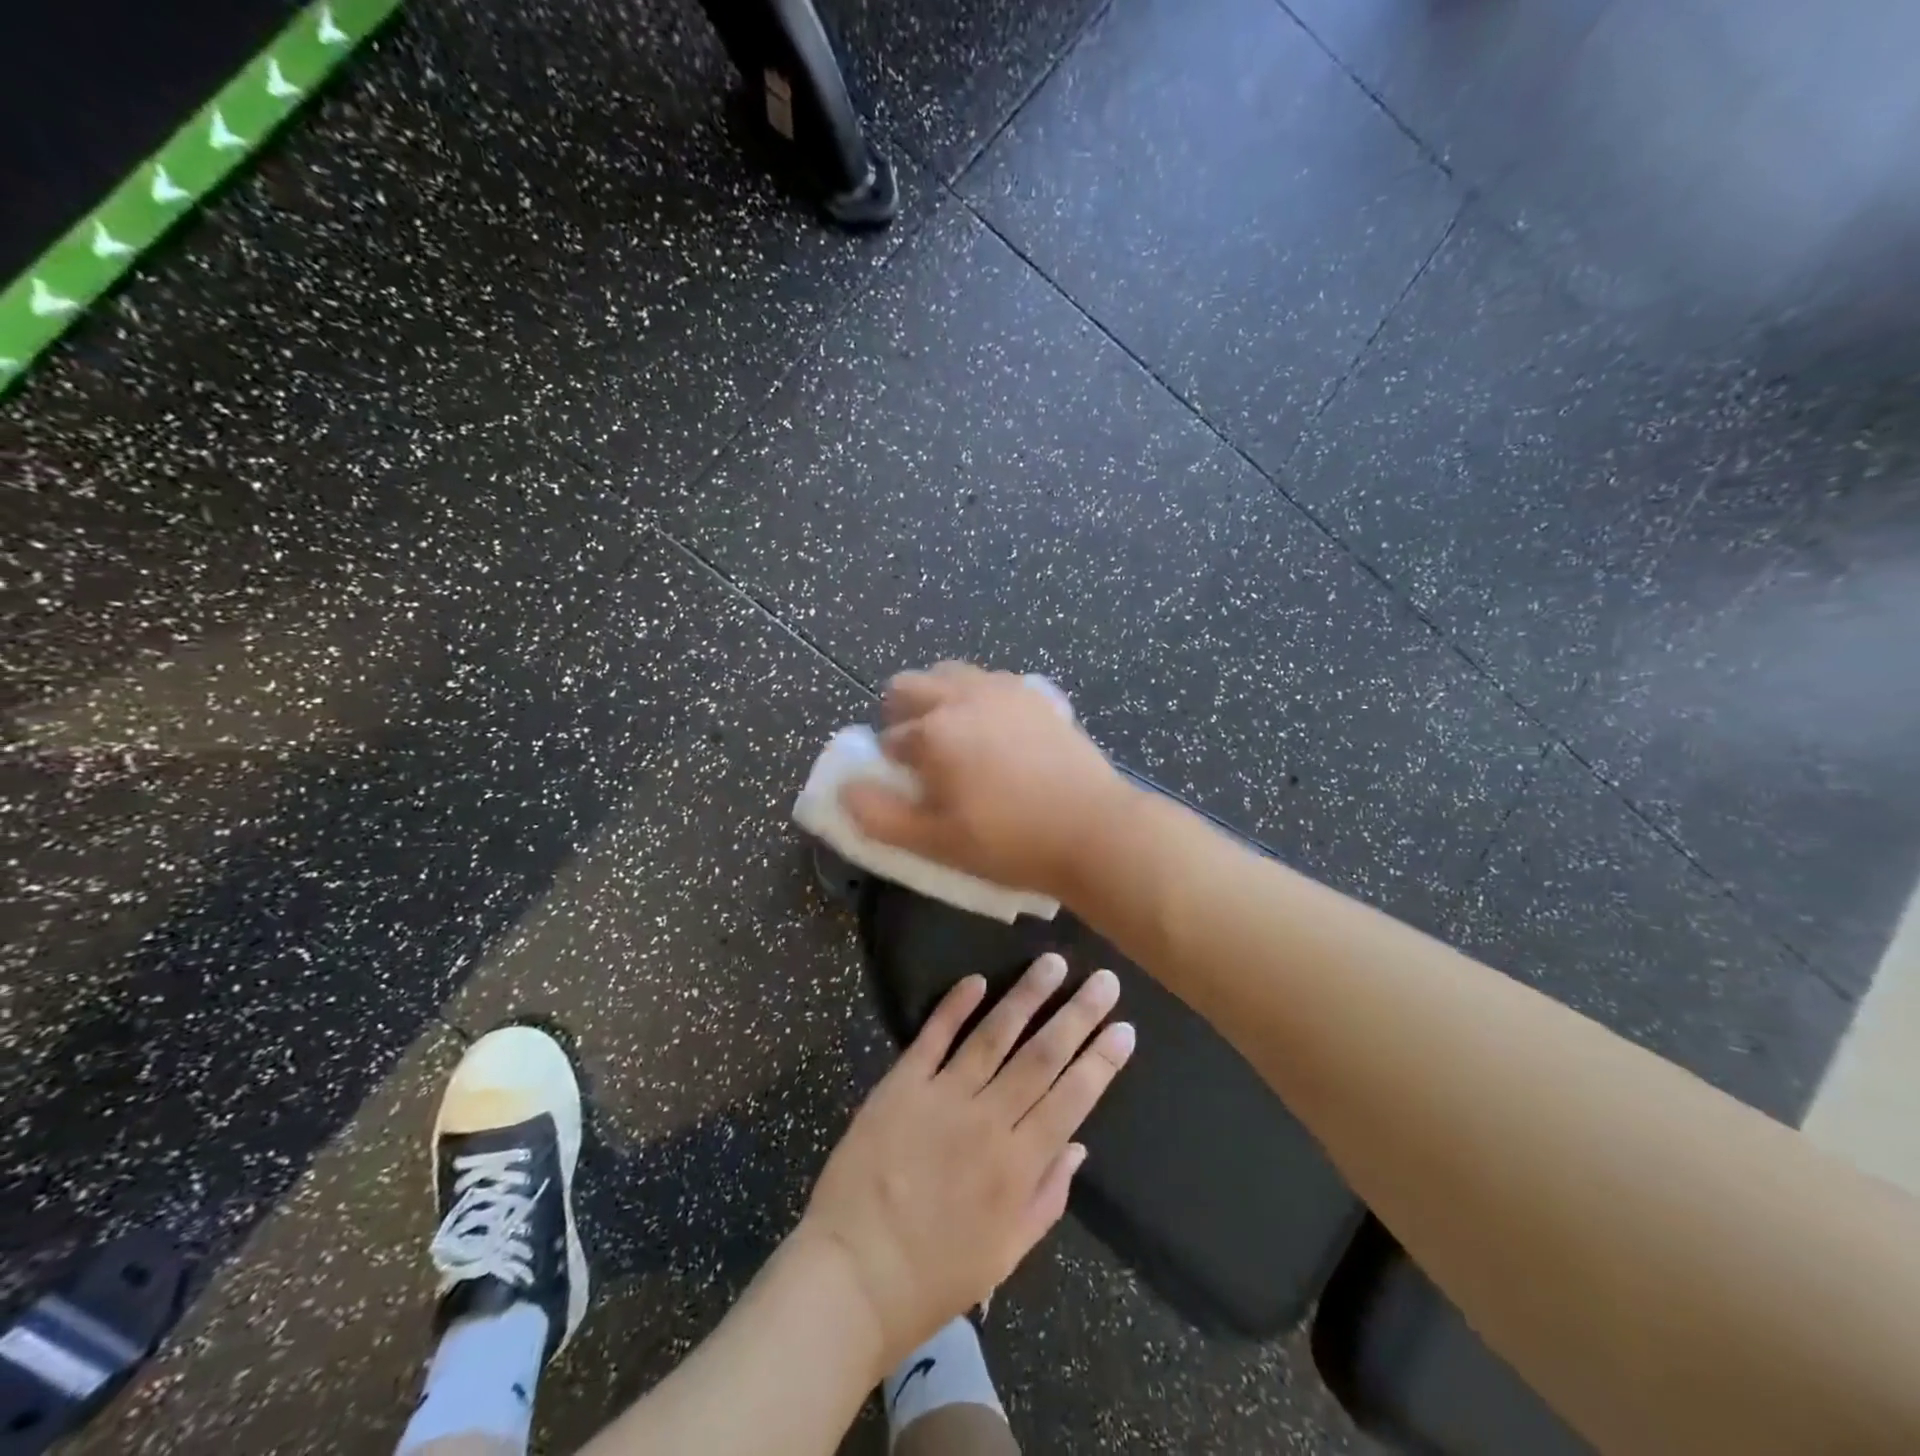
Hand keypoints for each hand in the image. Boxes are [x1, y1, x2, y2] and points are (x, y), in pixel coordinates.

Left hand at [795, 955, 1134, 1370]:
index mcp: (1018, 1166)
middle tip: (1104, 980)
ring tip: (1052, 963)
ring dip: (1027, 996)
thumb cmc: (935, 1275)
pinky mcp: (901, 1084)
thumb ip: (1047, 1197)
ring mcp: (942, 1097)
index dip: (1101, 1062)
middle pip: (1041, 1057)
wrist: (852, 1274)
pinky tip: (978, 979)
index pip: (1072, 1100)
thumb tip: (1079, 1146)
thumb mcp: (1006, 1254)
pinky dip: (955, 1006)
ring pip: (993, 1035)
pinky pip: (933, 1037)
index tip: (1125, 1028)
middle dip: (1078, 1016)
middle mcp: (987, 1121)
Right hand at [839, 662, 1130, 901]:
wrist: (1093, 829)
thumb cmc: (1009, 842)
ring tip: (960, 742)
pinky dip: (980, 698)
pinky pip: (992, 682)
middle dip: (902, 715)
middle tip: (922, 757)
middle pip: (909, 685)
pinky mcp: (1038, 694)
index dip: (891, 765)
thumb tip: (846, 789)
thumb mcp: (935, 842)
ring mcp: (1004, 689)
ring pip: (951, 675)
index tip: (910, 790)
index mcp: (934, 730)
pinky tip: (1000, 735)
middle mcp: (964, 695)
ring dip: (940, 699)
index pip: (889, 738)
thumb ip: (879, 815)